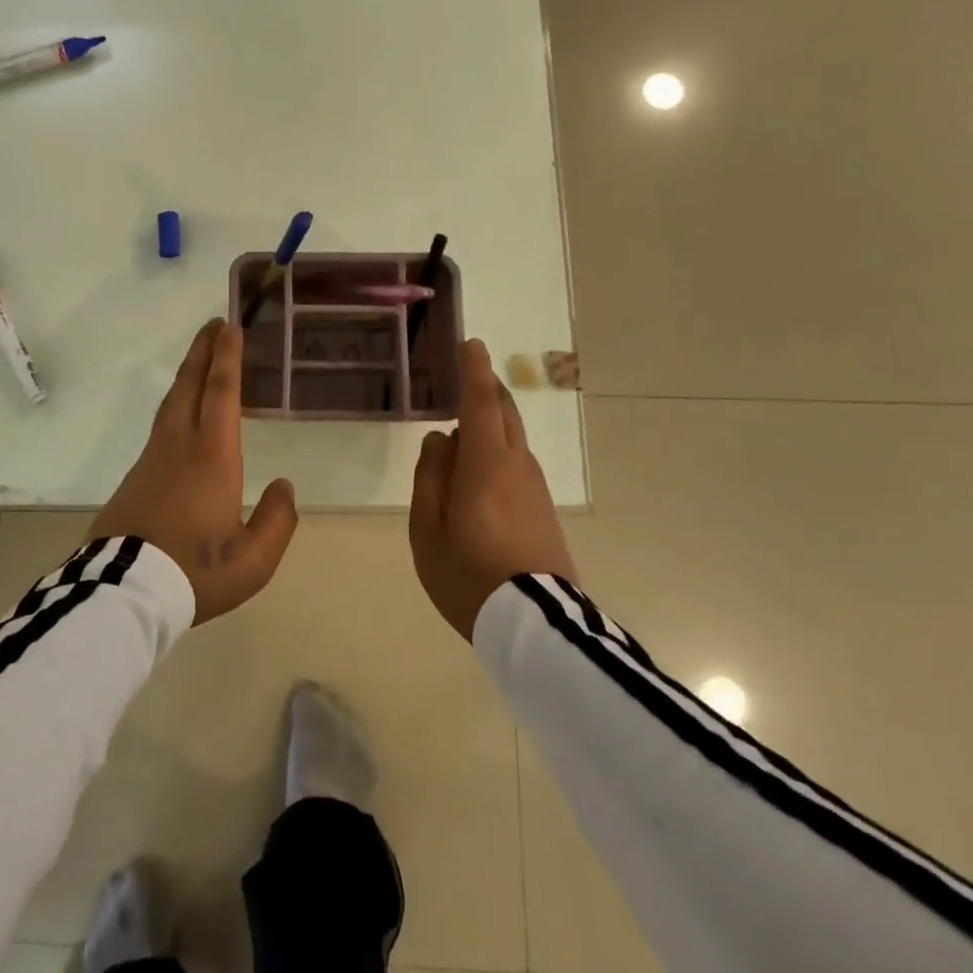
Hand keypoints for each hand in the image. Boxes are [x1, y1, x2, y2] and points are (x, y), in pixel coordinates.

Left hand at [89, 319, 297, 624]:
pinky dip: (176, 403)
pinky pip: (161, 425)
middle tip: (214, 324)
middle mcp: (179, 445)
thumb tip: (284, 486)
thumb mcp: (253, 559)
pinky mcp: (136, 476)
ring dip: (187, 374)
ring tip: (199, 359)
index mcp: (212, 456)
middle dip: (203, 351)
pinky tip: (181, 414)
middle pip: (190, 385)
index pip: (220, 392)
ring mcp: (152, 458)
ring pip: (171, 402)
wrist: (124, 591)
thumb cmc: (195, 571)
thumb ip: (277, 521)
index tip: (230, 327)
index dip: (226, 357)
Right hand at [409, 339, 578, 641]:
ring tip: (464, 425)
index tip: (472, 344)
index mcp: (485, 464)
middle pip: (504, 413)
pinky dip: (498, 449)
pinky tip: (480, 470)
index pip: (480, 403)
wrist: (536, 628)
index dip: (474, 371)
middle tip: (468, 375)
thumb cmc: (468, 575)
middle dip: (487, 388)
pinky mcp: (544, 509)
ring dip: (492, 421)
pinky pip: (517, 464)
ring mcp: (535, 487)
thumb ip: (430, 477)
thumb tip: (440, 439)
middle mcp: (516, 465)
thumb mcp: (428, 529)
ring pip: (512, 439)